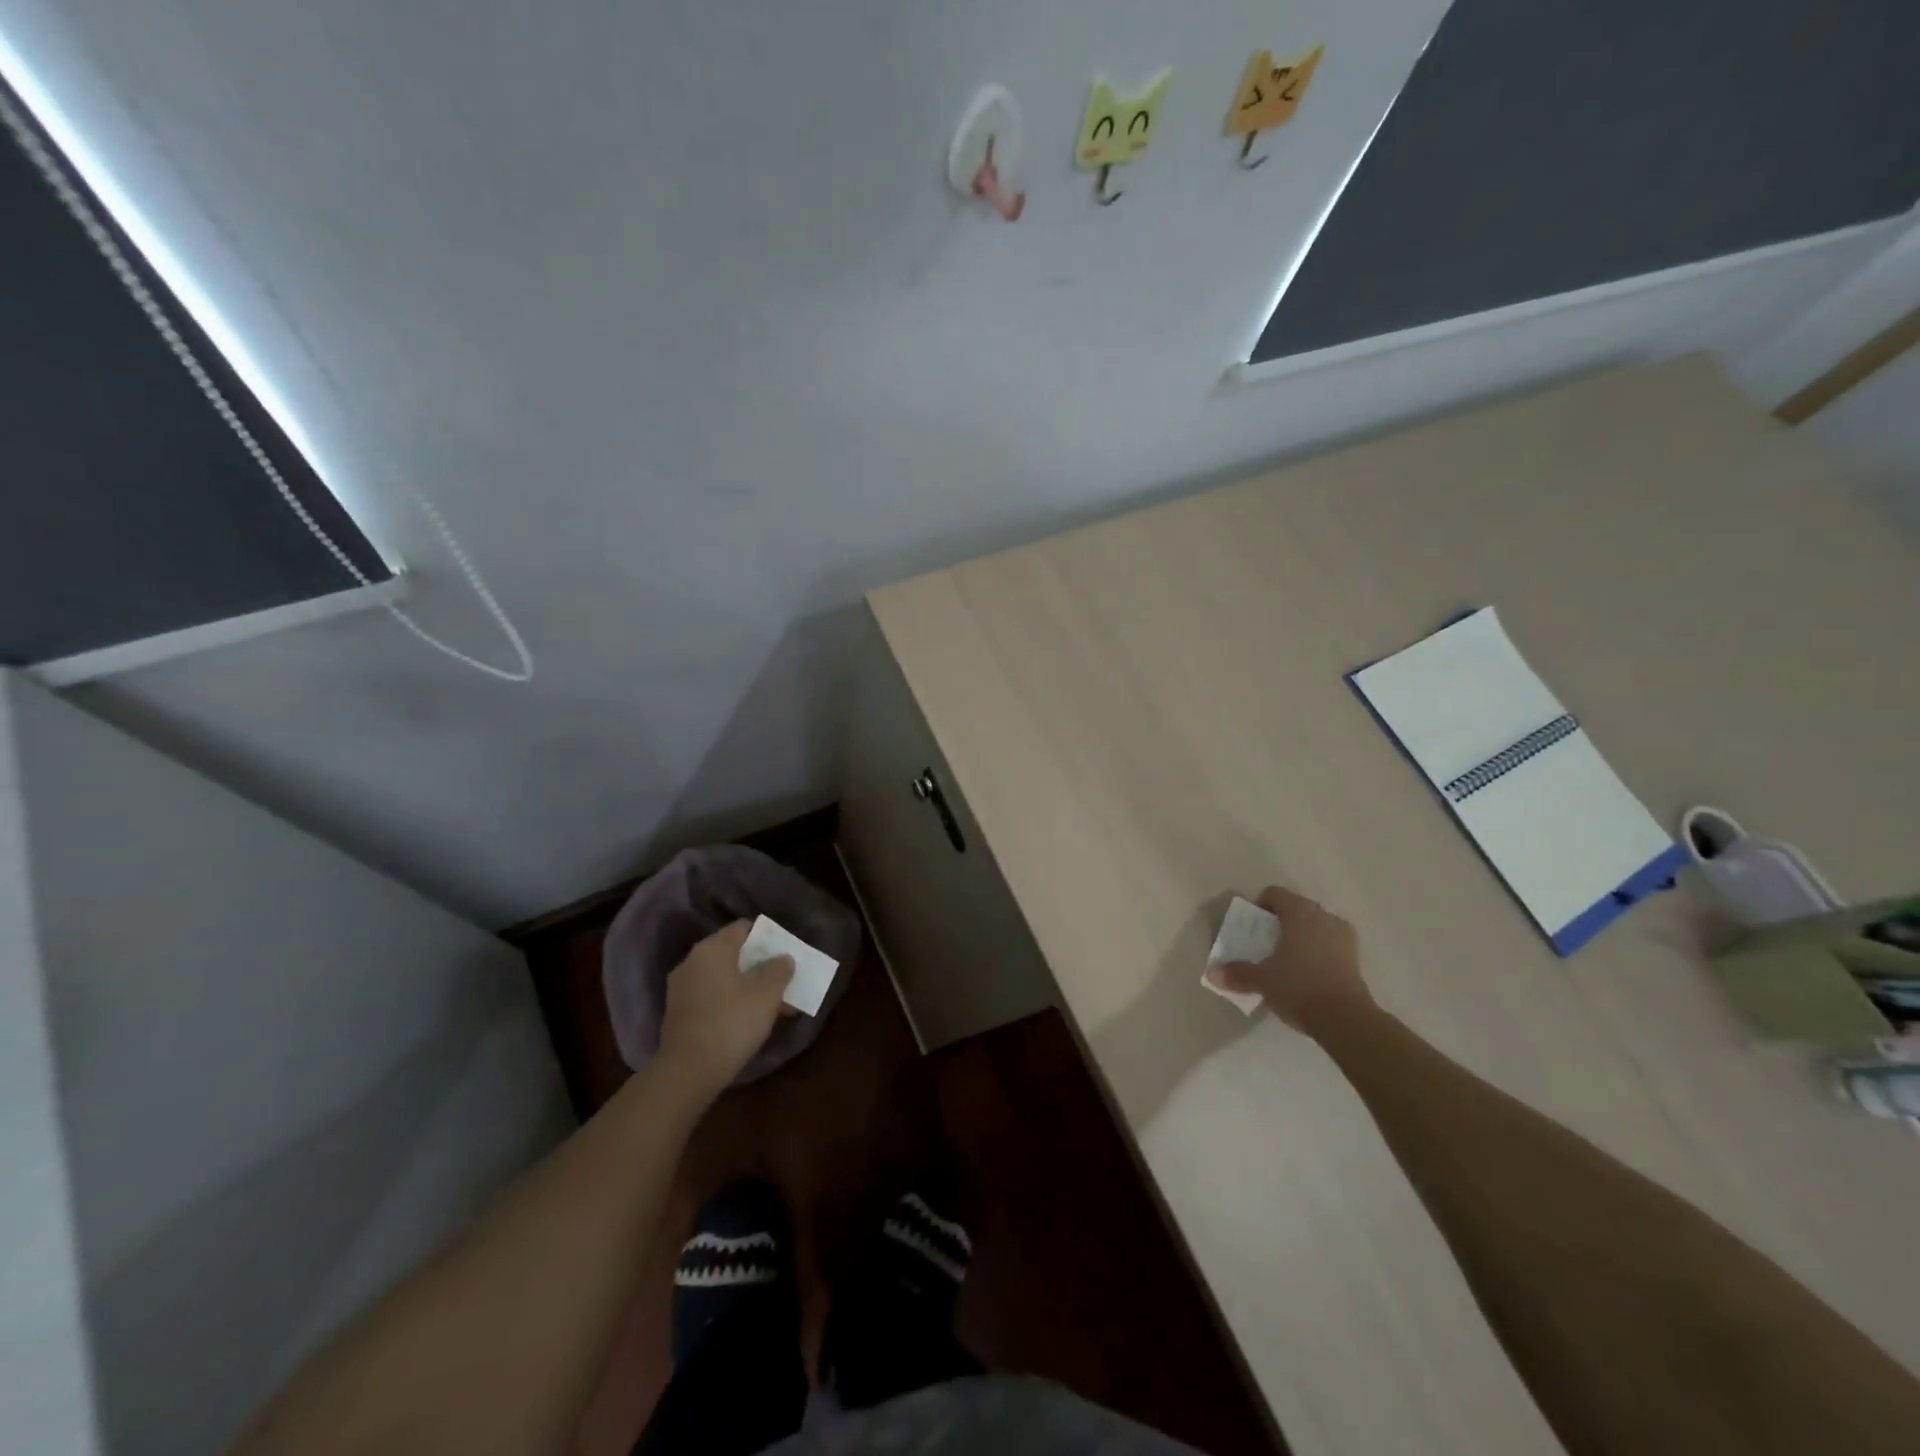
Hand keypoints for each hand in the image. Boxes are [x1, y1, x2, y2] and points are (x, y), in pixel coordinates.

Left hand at [658, 922, 793, 1098]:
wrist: (688, 1072)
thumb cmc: (731, 1023)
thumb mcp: (767, 995)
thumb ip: (779, 970)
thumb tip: (783, 958)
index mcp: (712, 949)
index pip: (743, 928)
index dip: (767, 936)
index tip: (784, 951)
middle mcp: (692, 961)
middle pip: (732, 953)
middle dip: (758, 963)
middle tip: (782, 977)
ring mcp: (681, 988)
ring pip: (722, 977)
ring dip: (746, 984)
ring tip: (771, 1001)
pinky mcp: (678, 1012)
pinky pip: (711, 995)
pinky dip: (730, 1000)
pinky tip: (748, 1018)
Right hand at [1207, 887, 1372, 1036]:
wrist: (1346, 1020)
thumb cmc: (1299, 987)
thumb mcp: (1262, 980)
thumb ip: (1238, 973)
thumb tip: (1213, 973)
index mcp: (1299, 912)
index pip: (1275, 894)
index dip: (1259, 906)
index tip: (1250, 927)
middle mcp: (1323, 916)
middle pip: (1296, 908)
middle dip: (1279, 922)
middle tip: (1265, 944)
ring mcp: (1343, 936)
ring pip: (1315, 926)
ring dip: (1300, 936)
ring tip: (1286, 959)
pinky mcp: (1356, 957)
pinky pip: (1329, 943)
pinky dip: (1317, 950)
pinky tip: (1307, 972)